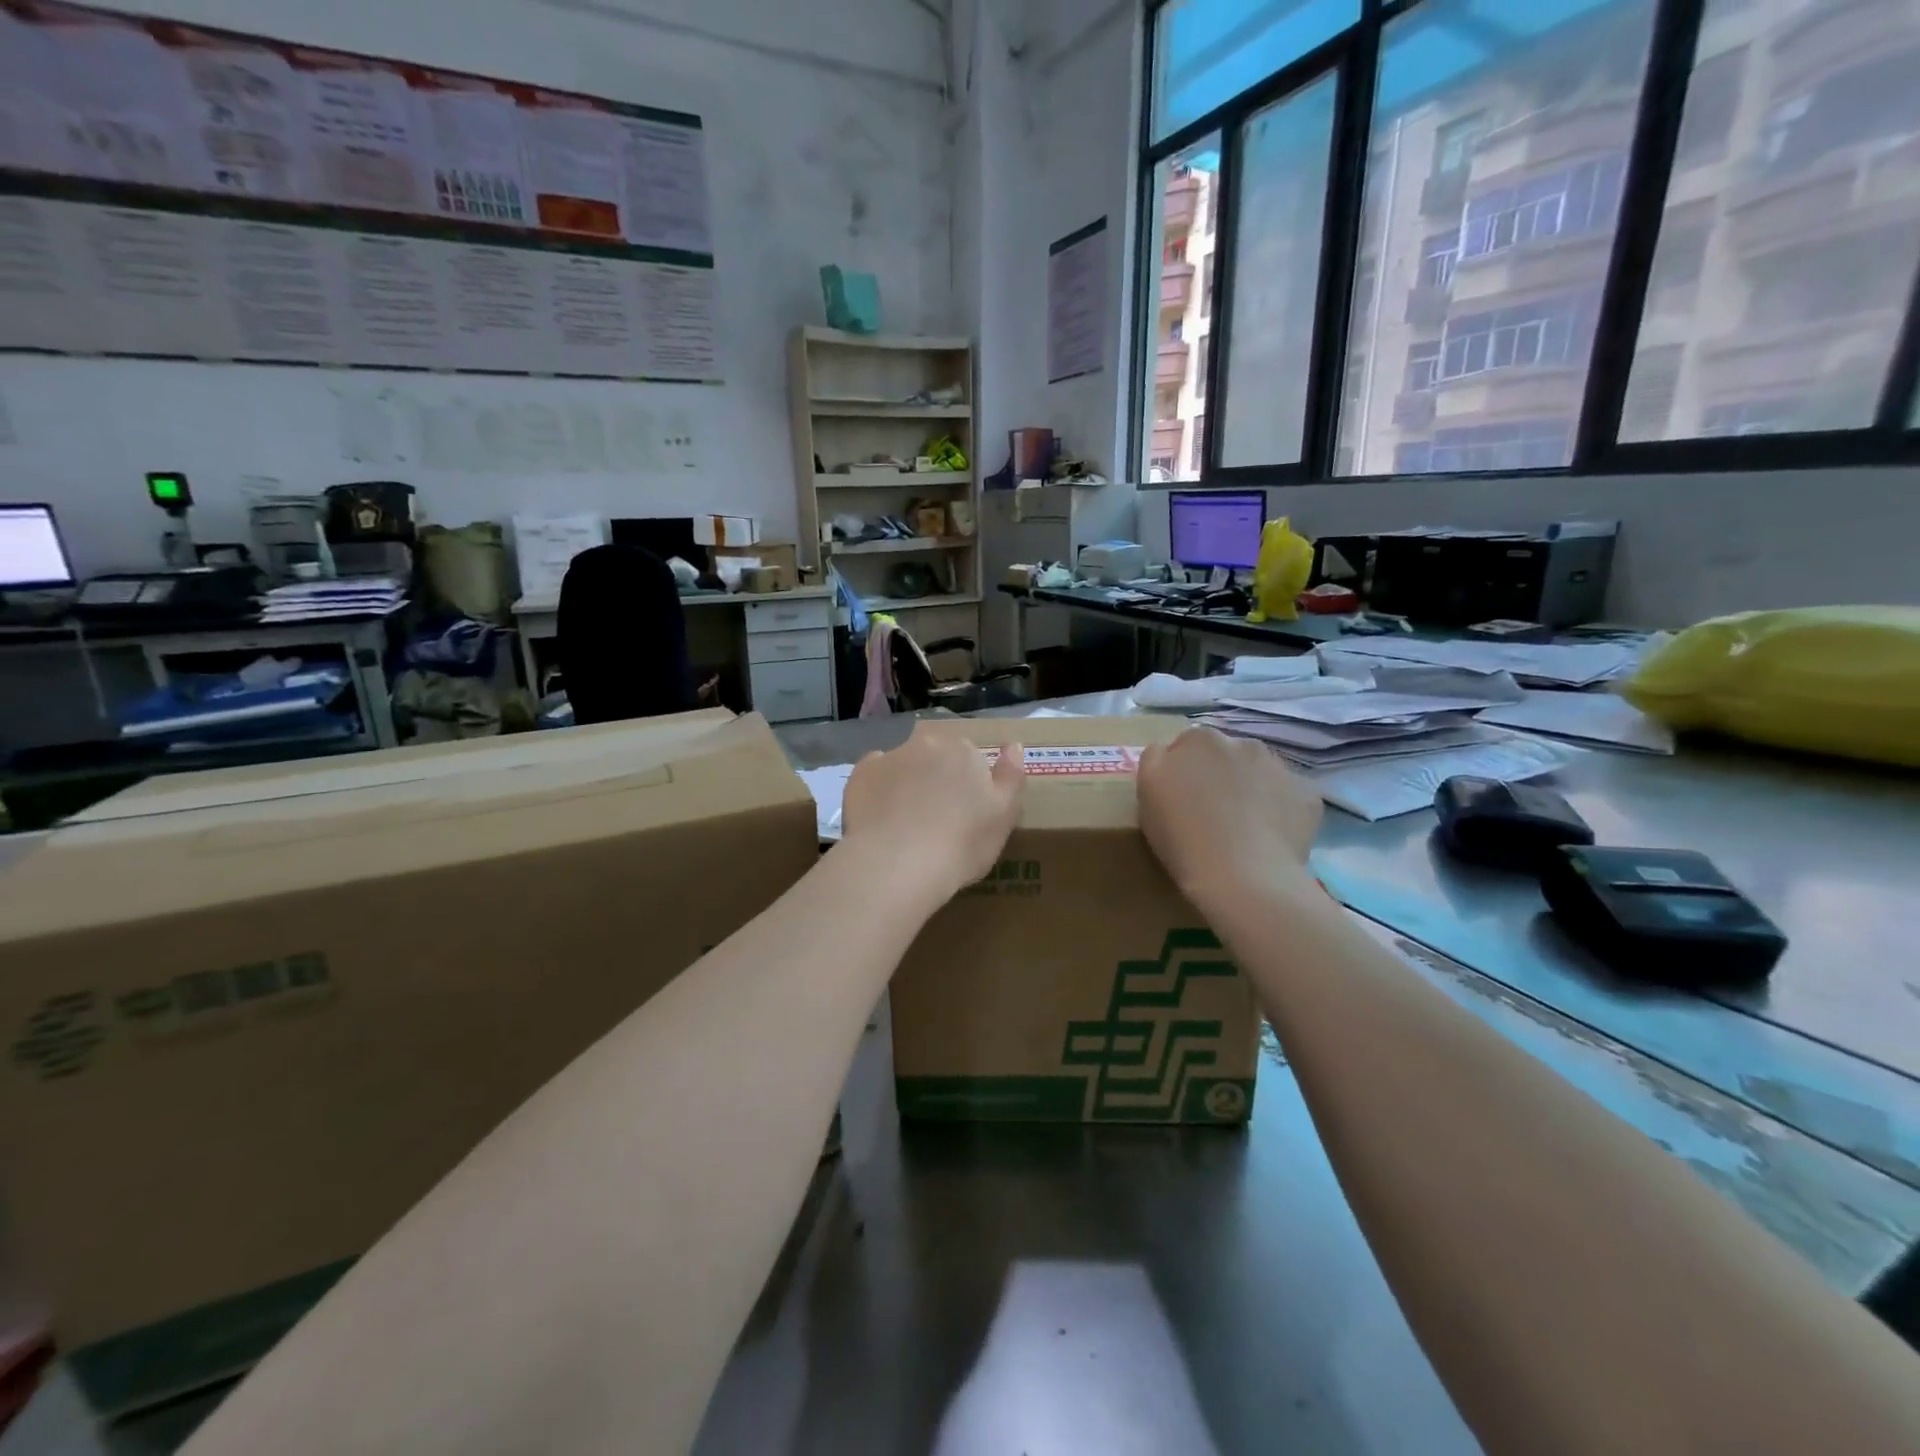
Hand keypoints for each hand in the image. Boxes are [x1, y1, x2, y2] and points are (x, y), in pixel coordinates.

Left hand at [840, 725, 1025, 901]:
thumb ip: (1012, 776)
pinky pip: (874, 776)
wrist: (898, 864)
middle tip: (936, 815)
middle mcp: (927, 743)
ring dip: (907, 782)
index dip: (968, 783)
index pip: (970, 757)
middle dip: (936, 776)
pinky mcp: (860, 775)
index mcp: (964, 751)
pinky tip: (881, 817)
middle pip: (935, 755)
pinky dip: (878, 790)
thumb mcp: (1004, 816)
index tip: (965, 811)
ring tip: (905, 822)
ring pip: (904, 764)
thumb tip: (1014, 745)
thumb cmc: (961, 844)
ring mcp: (890, 756)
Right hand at [1138, 728, 1321, 904]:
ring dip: (1250, 789)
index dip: (1181, 772)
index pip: (1185, 745)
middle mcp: (1244, 743)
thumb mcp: (1147, 791)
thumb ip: (1156, 758)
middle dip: (1219, 775)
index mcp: (1200, 739)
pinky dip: (1279, 811)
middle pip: (1226, 756)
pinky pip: (1289, 798)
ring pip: (1259, 774)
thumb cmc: (1183, 836)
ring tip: (1242, 828)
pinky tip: (1268, 838)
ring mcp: (1281, 769)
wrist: (1243, 879)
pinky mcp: (1308, 797)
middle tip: (1209, 814)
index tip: (1179, 799)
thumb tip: (1169, 752)